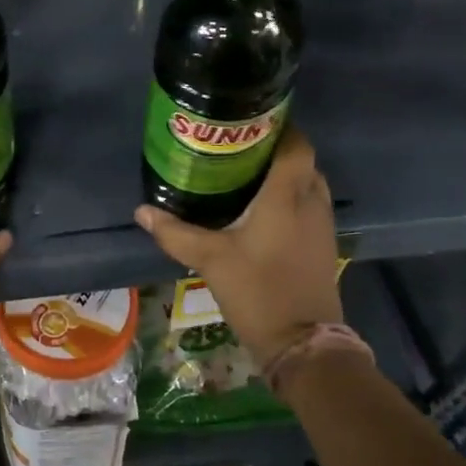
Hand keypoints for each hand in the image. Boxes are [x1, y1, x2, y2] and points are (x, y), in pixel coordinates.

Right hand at [134, 127, 341, 367]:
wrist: (303, 344)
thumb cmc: (258, 291)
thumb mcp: (211, 259)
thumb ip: (176, 232)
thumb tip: (141, 211)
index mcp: (287, 195)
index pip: (296, 144)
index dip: (278, 126)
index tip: (246, 121)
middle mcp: (311, 202)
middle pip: (302, 159)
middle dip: (274, 148)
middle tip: (236, 147)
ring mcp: (322, 225)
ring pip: (307, 182)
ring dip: (284, 173)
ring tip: (245, 173)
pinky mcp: (323, 245)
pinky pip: (309, 205)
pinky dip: (290, 197)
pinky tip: (261, 209)